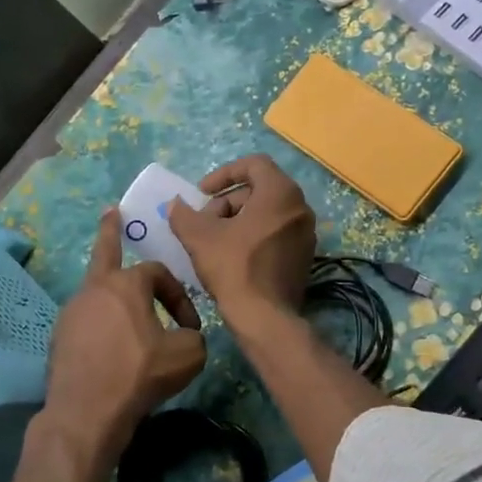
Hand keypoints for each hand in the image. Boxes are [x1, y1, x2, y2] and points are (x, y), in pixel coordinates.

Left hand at [40, 208, 206, 468]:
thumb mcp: (188, 355)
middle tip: (111, 212)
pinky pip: (87, 321)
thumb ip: (195, 337)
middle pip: (104, 253)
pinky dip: (102, 325)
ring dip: (114, 294)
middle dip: (110, 230)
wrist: (87, 414)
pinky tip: (112, 346)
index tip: (190, 327)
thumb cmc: (140, 375)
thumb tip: (186, 336)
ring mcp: (71, 313)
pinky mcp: (59, 339)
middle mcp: (93, 290)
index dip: (179, 296)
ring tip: (126, 306)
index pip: (159, 273)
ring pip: (97, 292)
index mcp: (125, 284)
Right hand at [167, 154, 317, 327]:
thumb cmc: (233, 267)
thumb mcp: (199, 237)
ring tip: (214, 242)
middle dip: (227, 202)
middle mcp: (300, 207)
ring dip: (238, 220)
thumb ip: (184, 214)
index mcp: (281, 193)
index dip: (223, 174)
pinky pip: (276, 233)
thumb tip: (175, 204)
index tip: (202, 193)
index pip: (254, 164)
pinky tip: (233, 257)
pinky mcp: (304, 257)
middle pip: (259, 190)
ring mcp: (306, 233)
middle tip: (204, 223)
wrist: (264, 317)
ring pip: (267, 213)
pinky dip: (254, 236)